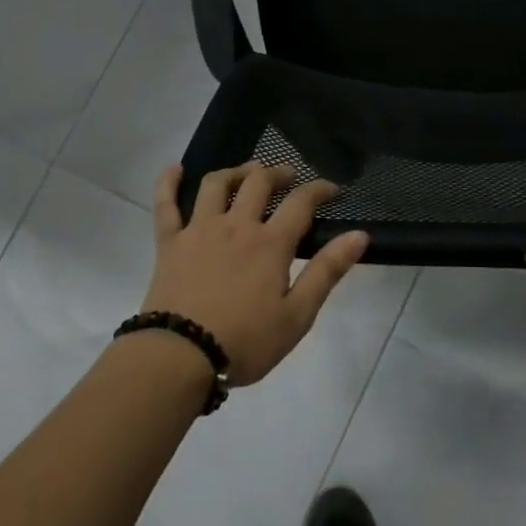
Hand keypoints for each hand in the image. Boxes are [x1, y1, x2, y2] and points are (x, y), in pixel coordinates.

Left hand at [143, 162, 368, 388]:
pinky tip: (173, 169)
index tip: (331, 188)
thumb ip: (327, 271)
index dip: (318, 189)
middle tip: (288, 176)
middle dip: (278, 172)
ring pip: (217, 184)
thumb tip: (359, 235)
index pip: (301, 202)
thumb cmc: (245, 342)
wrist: (179, 357)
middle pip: (258, 182)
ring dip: (236, 171)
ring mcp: (200, 230)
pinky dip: (168, 183)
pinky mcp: (170, 243)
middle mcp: (236, 225)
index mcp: (270, 243)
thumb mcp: (297, 315)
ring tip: (247, 172)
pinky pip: (166, 205)